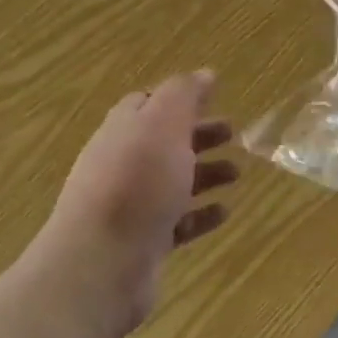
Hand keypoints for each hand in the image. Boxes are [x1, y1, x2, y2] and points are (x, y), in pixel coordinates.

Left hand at [43, 71, 238, 336]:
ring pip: (173, 182)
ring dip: (205, 174)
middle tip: (233, 134)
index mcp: (124, 130)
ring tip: (236, 174)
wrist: (100, 264)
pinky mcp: (142, 243)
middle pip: (164, 142)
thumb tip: (204, 73)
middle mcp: (123, 163)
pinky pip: (177, 222)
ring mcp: (130, 206)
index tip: (213, 98)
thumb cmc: (136, 182)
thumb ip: (184, 94)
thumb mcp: (163, 124)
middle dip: (198, 136)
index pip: (148, 104)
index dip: (179, 99)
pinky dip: (201, 214)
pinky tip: (224, 212)